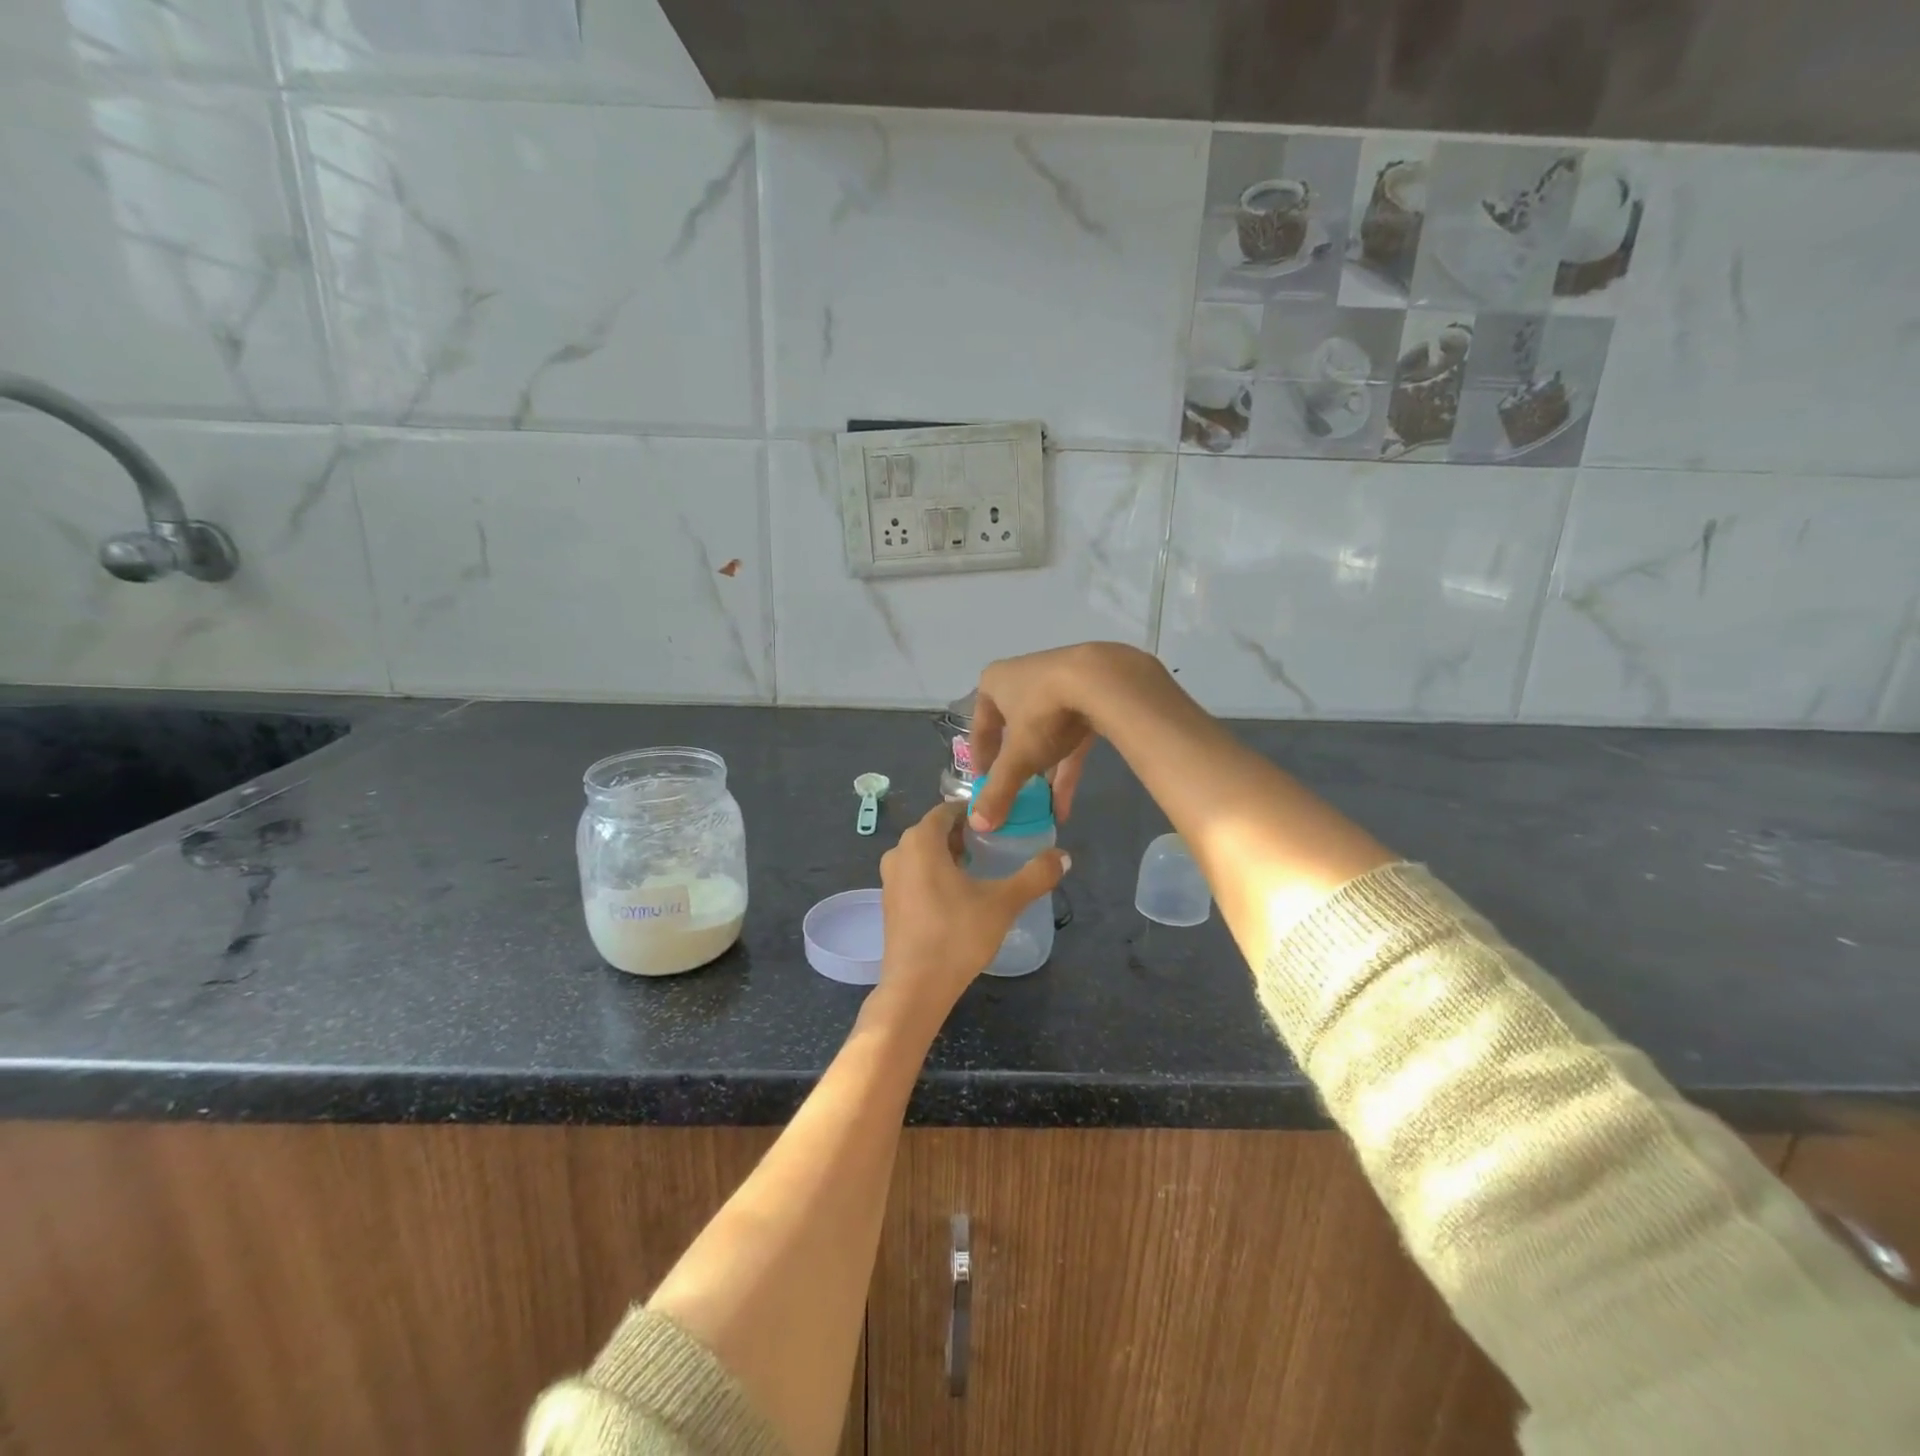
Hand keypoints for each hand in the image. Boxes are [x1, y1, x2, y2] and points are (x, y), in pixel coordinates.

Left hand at [873, 803, 1068, 1029]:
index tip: (1000, 822)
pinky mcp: (890, 903)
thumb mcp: (1003, 903)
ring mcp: (890, 880)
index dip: (974, 812)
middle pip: (934, 831)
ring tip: (980, 869)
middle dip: (963, 834)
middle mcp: (899, 852)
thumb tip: (1064, 856)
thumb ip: (1035, 876)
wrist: (916, 988)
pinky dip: (935, 874)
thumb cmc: (957, 935)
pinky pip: (915, 874)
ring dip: (949, 855)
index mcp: (921, 841)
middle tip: (994, 845)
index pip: (947, 810)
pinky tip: (958, 896)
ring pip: (923, 854)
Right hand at [968, 642, 1172, 830]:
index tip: (984, 786)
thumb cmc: (1043, 713)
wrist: (1105, 681)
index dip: (981, 760)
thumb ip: (998, 790)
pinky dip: (1067, 769)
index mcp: (995, 683)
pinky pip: (1072, 737)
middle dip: (1016, 768)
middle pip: (1014, 731)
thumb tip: (978, 825)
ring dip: (1044, 773)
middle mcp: (1023, 678)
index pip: (980, 727)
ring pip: (1045, 735)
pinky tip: (1065, 805)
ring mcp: (1059, 684)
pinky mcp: (1090, 696)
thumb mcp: (1017, 757)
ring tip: (1042, 809)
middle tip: (1015, 796)